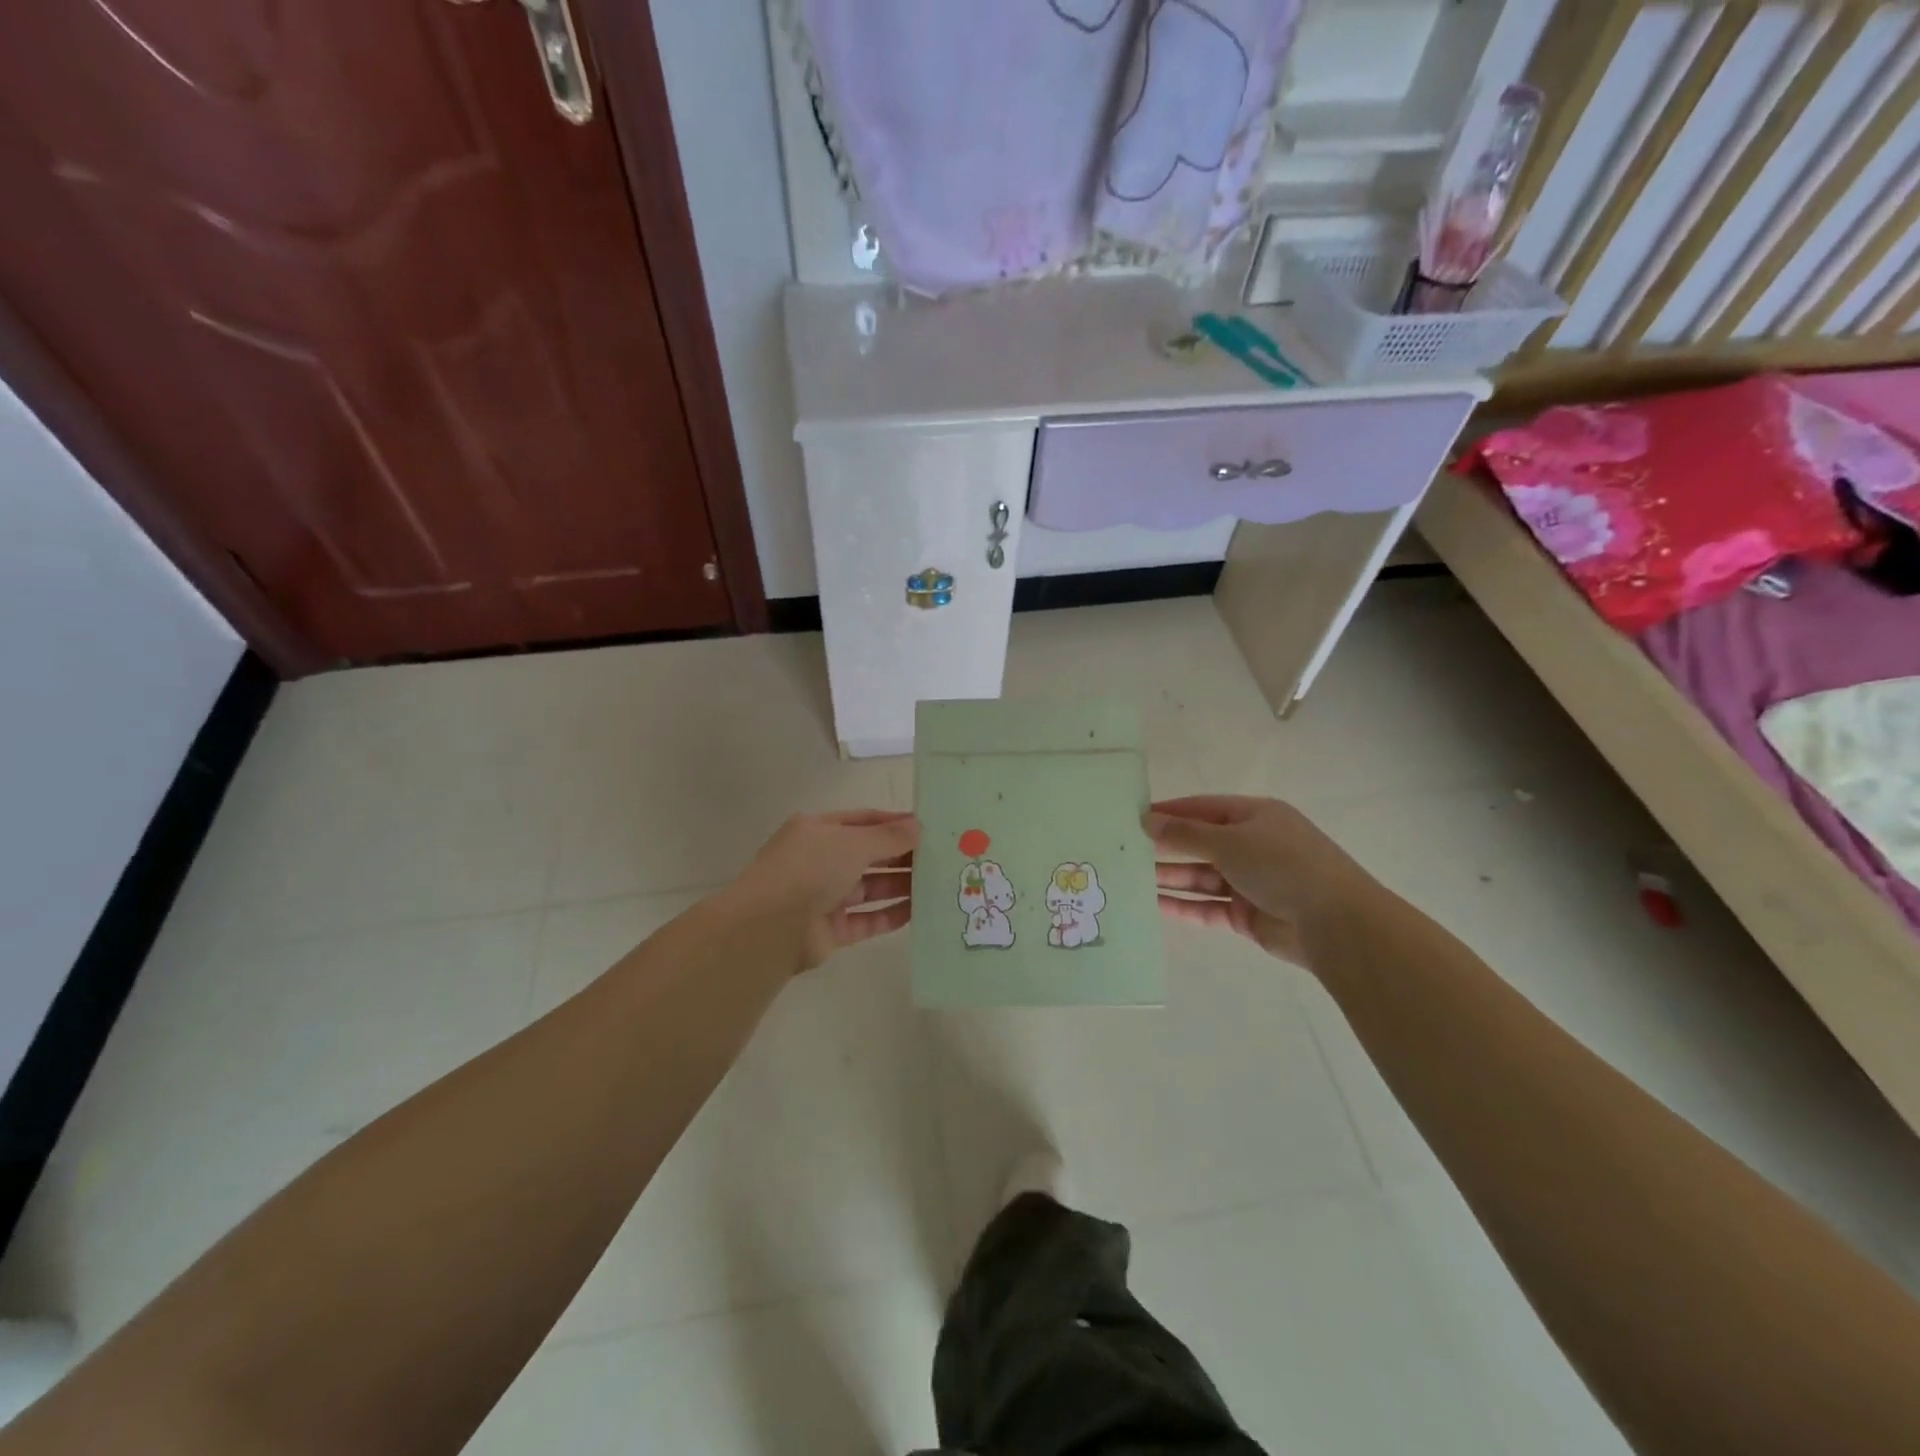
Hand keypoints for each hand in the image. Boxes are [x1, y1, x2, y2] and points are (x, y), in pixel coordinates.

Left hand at [720, 810, 919, 971]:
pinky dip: (890, 915)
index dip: (894, 823)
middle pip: (868, 855)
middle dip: (902, 856)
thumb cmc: (810, 869)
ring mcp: (823, 896)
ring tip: (937, 884)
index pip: (863, 821)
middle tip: (940, 858)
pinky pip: (866, 919)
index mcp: (817, 830)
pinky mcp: (830, 930)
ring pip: (869, 888)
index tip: (928, 828)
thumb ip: (888, 836)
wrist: (770, 928)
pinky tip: (918, 912)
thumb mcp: (853, 842)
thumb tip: (919, 826)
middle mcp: (819, 860)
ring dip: (900, 885)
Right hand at [1147, 795, 1376, 967]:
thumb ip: (1185, 833)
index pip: (1202, 808)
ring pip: (1201, 877)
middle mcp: (1252, 846)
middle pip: (1200, 843)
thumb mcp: (1229, 840)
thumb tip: (1147, 820)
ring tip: (1130, 877)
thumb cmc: (1282, 865)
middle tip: (1124, 849)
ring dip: (1170, 876)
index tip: (1132, 817)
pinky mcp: (1247, 915)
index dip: (1169, 812)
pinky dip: (1183, 905)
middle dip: (1165, 846)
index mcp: (1255, 816)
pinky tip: (1153, 905)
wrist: (1336, 924)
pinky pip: (1208, 907)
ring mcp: (1250, 882)